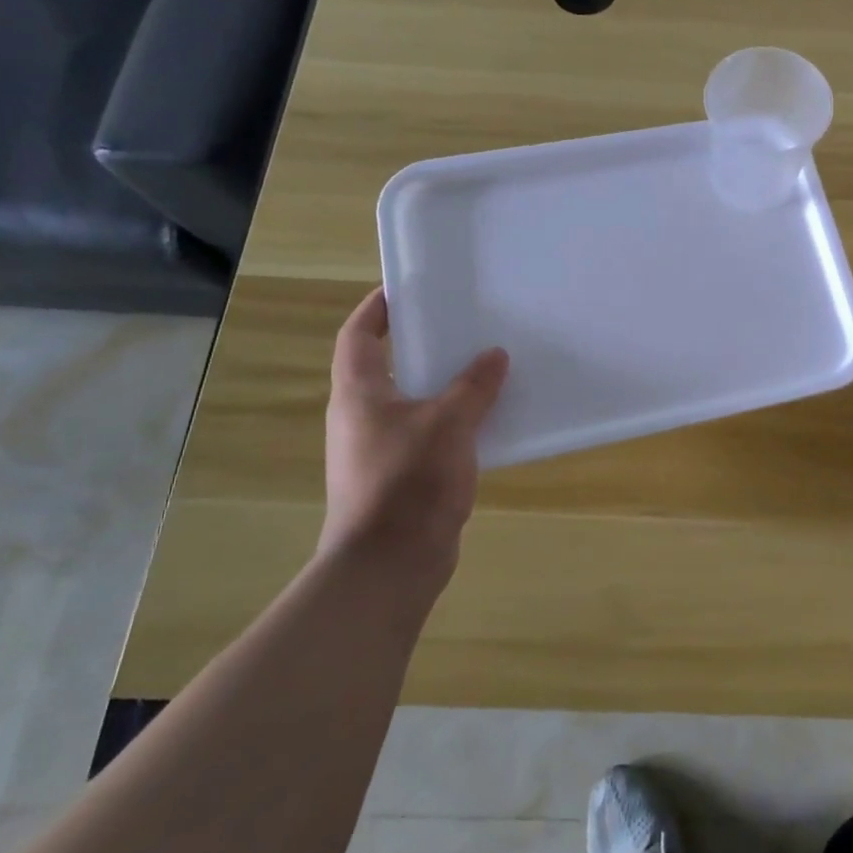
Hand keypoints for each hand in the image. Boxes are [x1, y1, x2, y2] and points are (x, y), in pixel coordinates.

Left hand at [321, 287, 508, 589]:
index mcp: (359, 393)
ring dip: (443, 384)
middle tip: (463, 324)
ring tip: (485, 365)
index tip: (407, 288)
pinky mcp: (400, 476)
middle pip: (387, 366)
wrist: (391, 563)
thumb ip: (473, 386)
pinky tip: (488, 418)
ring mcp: (379, 448)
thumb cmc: (408, 481)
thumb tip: (495, 355)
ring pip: (413, 401)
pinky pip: (429, 433)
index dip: (377, 308)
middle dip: (422, 344)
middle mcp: (361, 416)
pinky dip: (454, 420)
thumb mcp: (448, 424)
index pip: (358, 335)